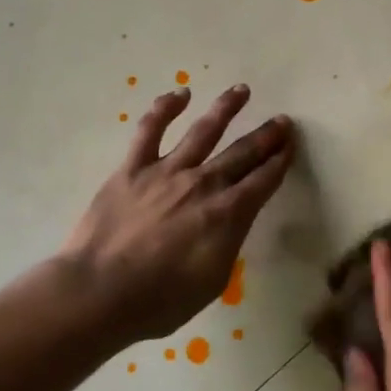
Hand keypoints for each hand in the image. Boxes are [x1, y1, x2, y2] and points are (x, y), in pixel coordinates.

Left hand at [61, 84, 294, 342]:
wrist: (99, 293)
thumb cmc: (160, 300)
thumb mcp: (213, 280)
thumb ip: (228, 242)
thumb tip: (232, 219)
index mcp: (227, 214)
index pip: (263, 181)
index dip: (280, 162)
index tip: (290, 146)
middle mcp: (202, 184)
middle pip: (242, 153)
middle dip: (265, 136)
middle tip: (282, 121)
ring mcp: (166, 171)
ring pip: (203, 131)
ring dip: (225, 109)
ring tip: (241, 91)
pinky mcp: (132, 169)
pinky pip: (150, 130)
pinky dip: (165, 108)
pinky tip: (180, 94)